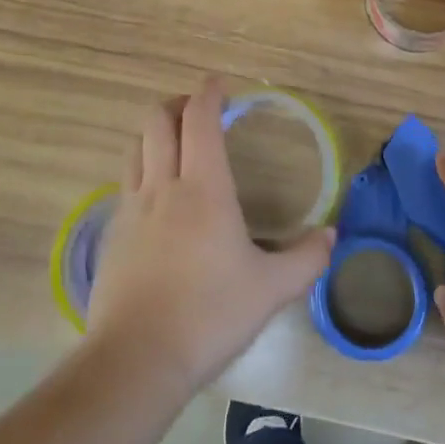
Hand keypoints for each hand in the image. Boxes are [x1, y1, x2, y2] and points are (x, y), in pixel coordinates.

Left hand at [87, 77, 333, 395]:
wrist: (136, 360)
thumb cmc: (209, 315)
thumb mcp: (271, 290)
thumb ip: (306, 259)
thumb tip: (333, 236)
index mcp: (203, 187)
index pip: (199, 119)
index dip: (208, 93)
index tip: (219, 83)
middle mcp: (163, 185)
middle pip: (157, 120)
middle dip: (176, 104)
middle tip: (198, 110)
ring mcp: (131, 208)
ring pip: (135, 147)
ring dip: (154, 133)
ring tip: (175, 144)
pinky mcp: (111, 234)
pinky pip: (125, 182)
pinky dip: (142, 169)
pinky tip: (156, 196)